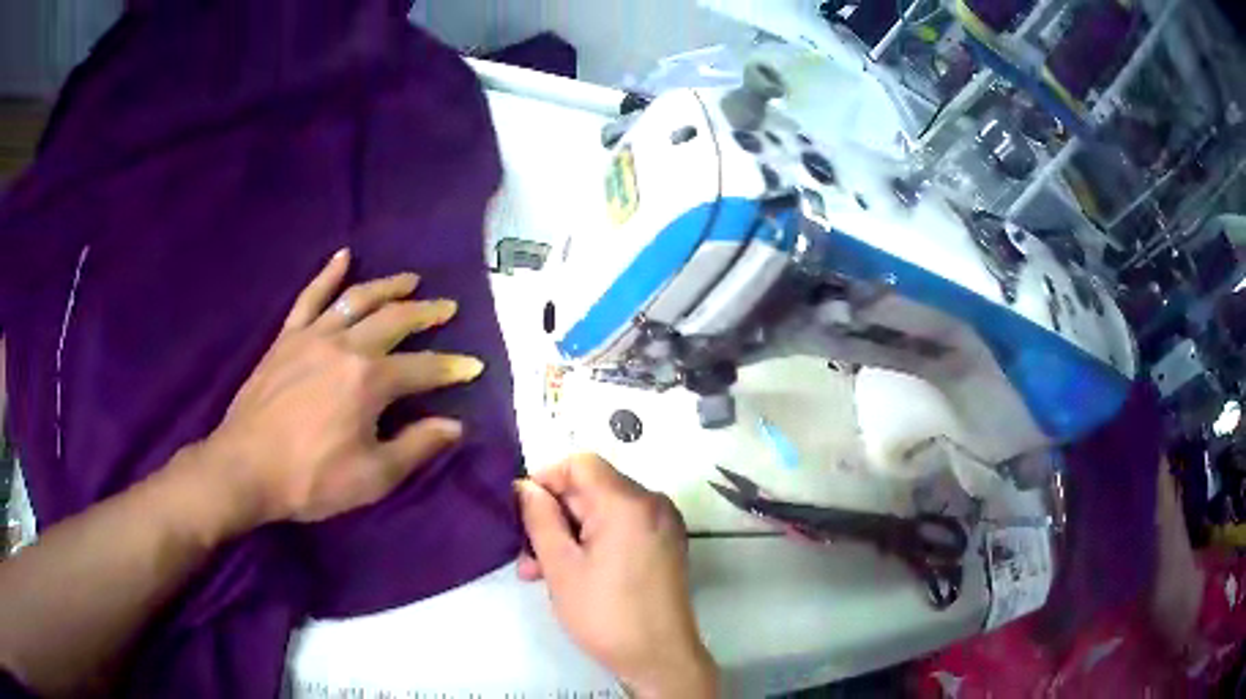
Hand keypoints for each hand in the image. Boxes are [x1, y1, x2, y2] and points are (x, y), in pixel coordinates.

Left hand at [198, 249, 483, 526]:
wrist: (245, 469)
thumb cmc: (311, 479)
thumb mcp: (372, 477)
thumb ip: (416, 447)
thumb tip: (455, 425)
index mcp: (370, 381)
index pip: (422, 368)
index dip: (452, 368)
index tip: (475, 367)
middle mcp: (346, 346)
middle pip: (394, 320)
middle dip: (426, 314)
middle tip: (448, 308)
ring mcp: (313, 337)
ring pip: (356, 300)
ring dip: (387, 287)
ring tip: (410, 280)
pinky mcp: (287, 339)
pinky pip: (309, 298)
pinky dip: (327, 275)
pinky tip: (342, 256)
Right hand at [516, 455, 717, 697]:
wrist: (660, 658)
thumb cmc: (606, 614)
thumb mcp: (561, 567)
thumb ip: (540, 519)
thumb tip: (525, 487)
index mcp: (629, 502)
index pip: (581, 463)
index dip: (546, 479)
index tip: (522, 511)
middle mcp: (652, 503)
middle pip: (591, 488)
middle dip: (553, 516)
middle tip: (526, 555)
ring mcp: (663, 524)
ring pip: (603, 511)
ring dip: (568, 534)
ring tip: (540, 572)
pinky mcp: (665, 544)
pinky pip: (622, 527)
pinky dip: (594, 542)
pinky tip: (571, 573)